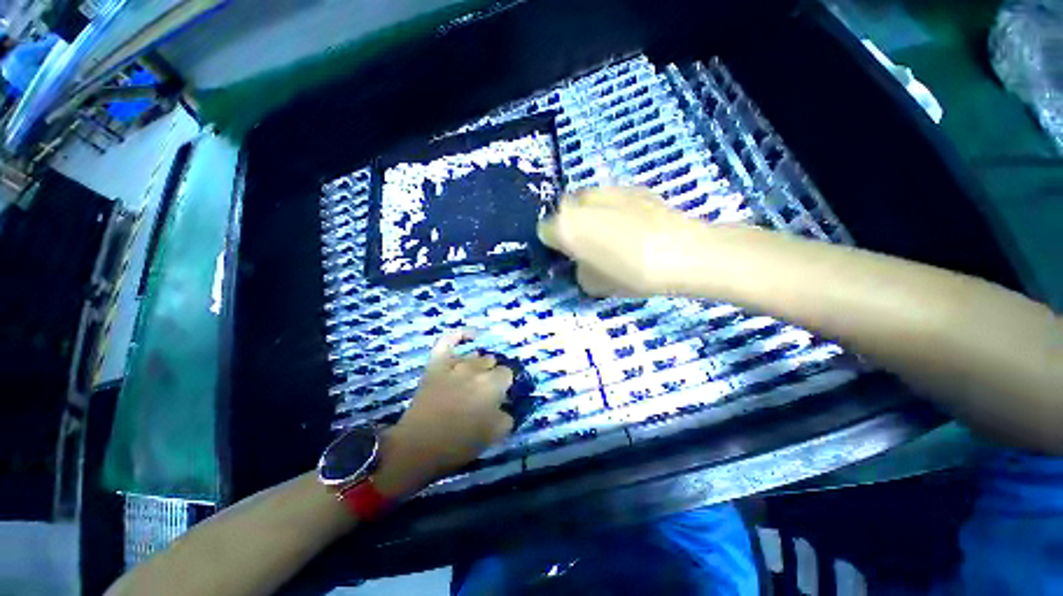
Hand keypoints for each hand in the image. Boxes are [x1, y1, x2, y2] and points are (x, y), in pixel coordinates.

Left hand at [372, 332, 514, 497]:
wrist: (418, 446)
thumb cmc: (459, 443)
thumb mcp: (495, 434)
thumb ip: (507, 415)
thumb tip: (506, 404)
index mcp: (493, 384)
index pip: (507, 374)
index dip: (504, 385)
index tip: (500, 397)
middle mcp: (476, 368)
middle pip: (492, 362)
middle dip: (492, 375)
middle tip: (485, 392)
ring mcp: (455, 364)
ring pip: (475, 355)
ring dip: (478, 365)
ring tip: (473, 379)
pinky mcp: (437, 363)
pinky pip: (448, 340)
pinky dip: (460, 335)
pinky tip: (471, 335)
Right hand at [537, 186, 703, 296]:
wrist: (681, 253)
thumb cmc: (629, 273)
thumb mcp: (593, 284)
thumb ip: (579, 269)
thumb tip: (582, 261)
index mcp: (565, 226)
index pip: (545, 231)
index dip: (555, 244)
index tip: (567, 254)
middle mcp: (581, 202)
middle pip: (564, 210)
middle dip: (571, 225)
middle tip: (587, 244)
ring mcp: (607, 190)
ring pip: (587, 201)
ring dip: (591, 215)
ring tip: (612, 234)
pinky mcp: (632, 187)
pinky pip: (611, 199)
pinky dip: (614, 210)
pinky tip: (633, 226)